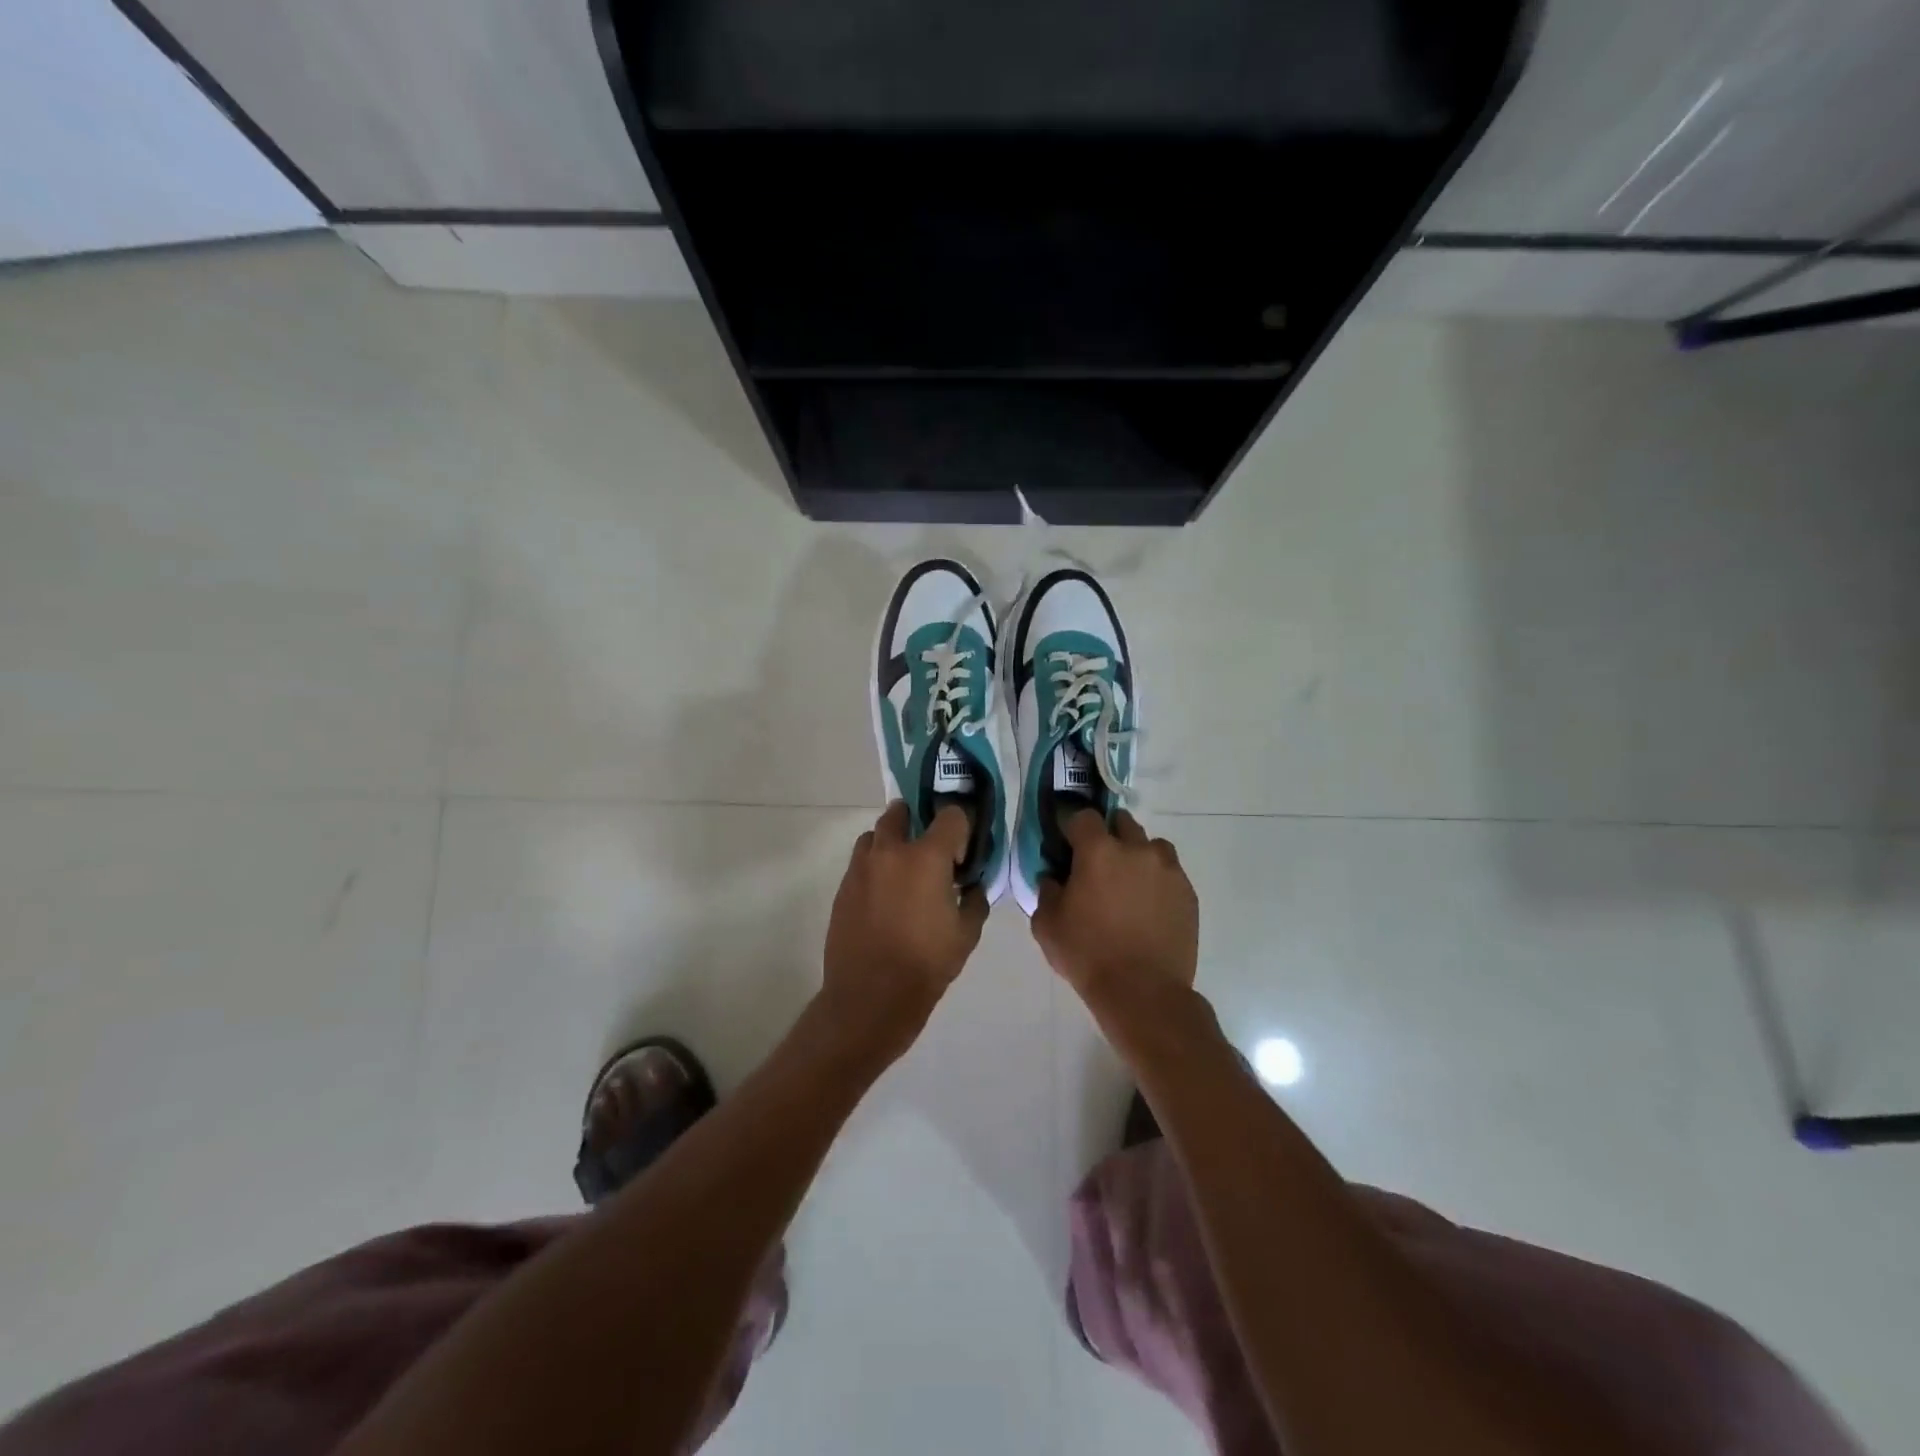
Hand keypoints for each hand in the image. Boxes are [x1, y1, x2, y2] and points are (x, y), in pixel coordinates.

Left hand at [820, 801, 989, 1061]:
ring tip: (904, 871)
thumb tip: (972, 885)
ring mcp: (861, 868)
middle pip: (901, 812)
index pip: (951, 815)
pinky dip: (875, 868)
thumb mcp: (967, 933)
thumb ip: (975, 899)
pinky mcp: (843, 888)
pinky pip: (861, 863)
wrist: (870, 998)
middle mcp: (890, 851)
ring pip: (875, 836)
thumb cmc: (926, 964)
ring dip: (891, 842)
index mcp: (926, 857)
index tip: (962, 854)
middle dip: (917, 821)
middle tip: (930, 850)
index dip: (961, 828)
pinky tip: (886, 897)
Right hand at [1032, 810, 1198, 1039]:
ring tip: (1128, 884)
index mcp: (1099, 851)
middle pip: (1121, 823)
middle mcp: (1137, 849)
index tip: (1066, 845)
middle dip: (1108, 835)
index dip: (1072, 828)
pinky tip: (1147, 906)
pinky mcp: (1188, 893)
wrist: (1143, 992)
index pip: (1083, 817)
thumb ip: (1047, 891)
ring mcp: (1168, 869)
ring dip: (1137, 855)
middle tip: (1098, 864)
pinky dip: (1157, 880)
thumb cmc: (1088, 955)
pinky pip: (1170, 872)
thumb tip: (1054, 877)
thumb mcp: (1047, 925)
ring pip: (1151, 845)